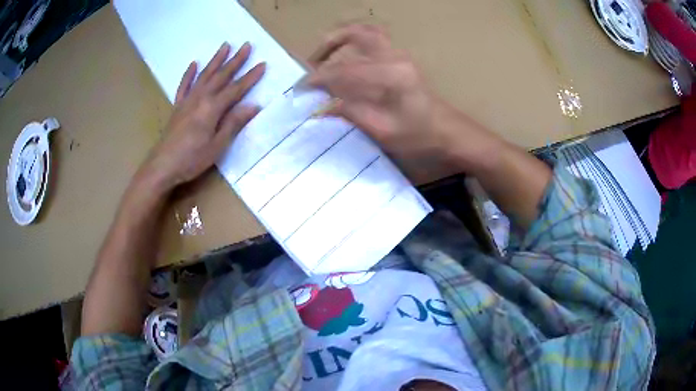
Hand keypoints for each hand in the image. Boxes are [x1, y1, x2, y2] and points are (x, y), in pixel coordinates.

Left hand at [140, 42, 264, 190]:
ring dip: (216, 60)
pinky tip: (194, 63)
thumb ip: (233, 123)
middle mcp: (200, 98)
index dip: (250, 77)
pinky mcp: (177, 106)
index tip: (262, 64)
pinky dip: (189, 74)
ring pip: (204, 75)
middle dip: (236, 60)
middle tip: (246, 45)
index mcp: (212, 108)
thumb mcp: (217, 146)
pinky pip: (184, 86)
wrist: (162, 165)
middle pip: (221, 76)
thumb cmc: (191, 159)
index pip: (236, 89)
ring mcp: (187, 100)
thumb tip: (254, 106)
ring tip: (225, 46)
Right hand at [306, 25, 468, 164]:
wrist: (450, 133)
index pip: (345, 70)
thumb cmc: (421, 137)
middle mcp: (394, 58)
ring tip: (325, 57)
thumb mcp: (384, 132)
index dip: (319, 78)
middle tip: (312, 62)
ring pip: (366, 32)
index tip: (300, 89)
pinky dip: (354, 45)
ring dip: (342, 39)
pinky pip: (374, 42)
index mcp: (390, 75)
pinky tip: (346, 60)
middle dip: (329, 44)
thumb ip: (352, 113)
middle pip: (357, 33)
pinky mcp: (401, 61)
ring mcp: (400, 56)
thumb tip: (322, 107)